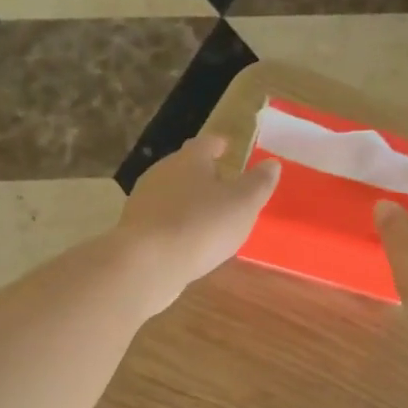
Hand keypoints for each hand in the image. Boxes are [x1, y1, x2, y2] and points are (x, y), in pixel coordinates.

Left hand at [117, 135, 280, 311]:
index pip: (205, 143)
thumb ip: (259, 184)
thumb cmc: (201, 225)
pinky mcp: (134, 230)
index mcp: (189, 160)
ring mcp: (143, 202)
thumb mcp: (242, 204)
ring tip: (206, 217)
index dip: (217, 145)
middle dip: (202, 174)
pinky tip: (186, 241)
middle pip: (184, 167)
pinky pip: (160, 221)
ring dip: (187, 201)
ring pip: (170, 194)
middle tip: (221, 185)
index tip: (226, 147)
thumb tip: (272, 164)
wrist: (147, 263)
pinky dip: (175, 225)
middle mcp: (161, 173)